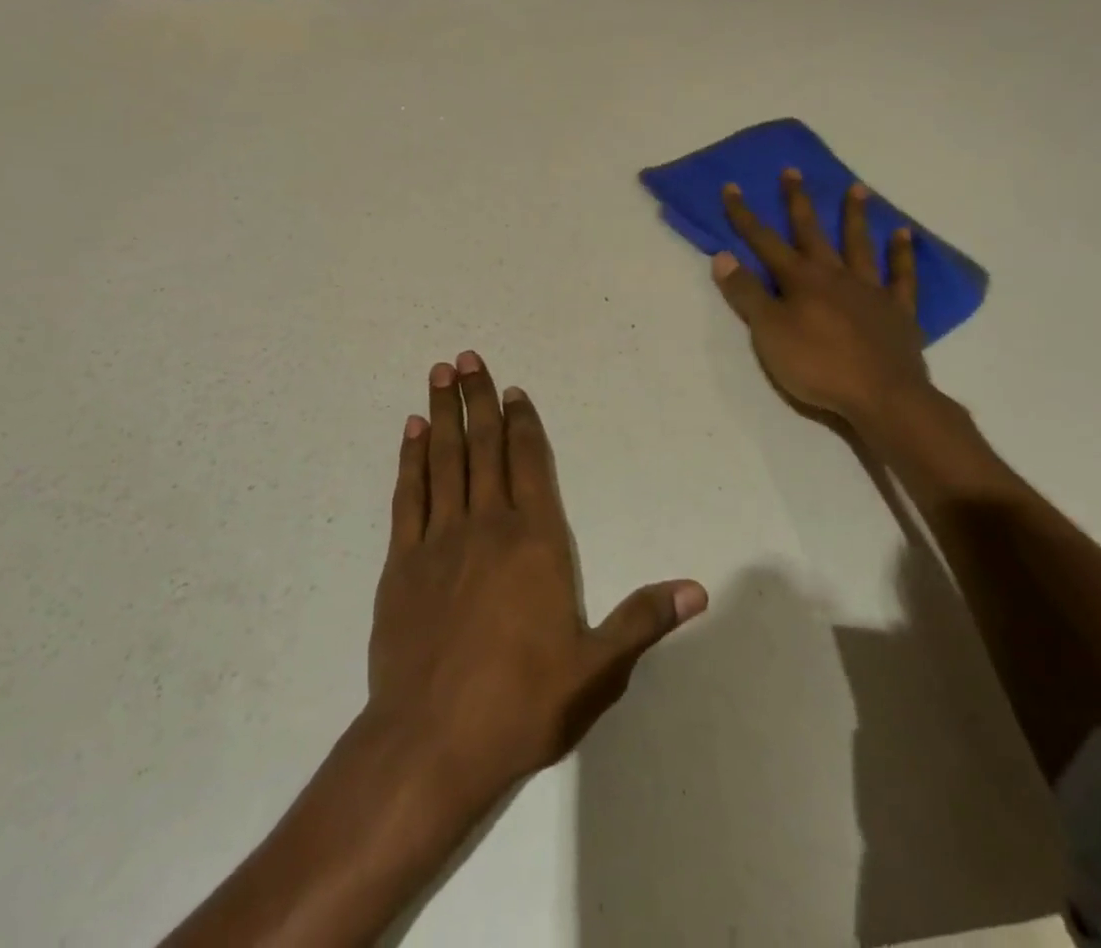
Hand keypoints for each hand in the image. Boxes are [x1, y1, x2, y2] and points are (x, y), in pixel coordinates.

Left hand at [367, 352, 706, 806]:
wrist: (431, 742)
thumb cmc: (522, 703)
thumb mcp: (596, 669)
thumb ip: (642, 621)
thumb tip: (697, 589)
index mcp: (536, 542)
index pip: (531, 463)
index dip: (523, 422)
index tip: (514, 390)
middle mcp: (487, 525)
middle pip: (484, 447)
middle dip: (478, 399)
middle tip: (467, 357)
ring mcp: (440, 539)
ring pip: (444, 459)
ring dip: (442, 414)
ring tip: (439, 374)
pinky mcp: (402, 561)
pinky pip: (409, 495)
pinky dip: (410, 459)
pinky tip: (411, 433)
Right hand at [713, 170, 933, 433]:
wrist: (882, 397)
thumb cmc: (817, 366)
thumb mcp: (768, 333)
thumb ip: (747, 294)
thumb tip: (722, 255)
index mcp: (799, 280)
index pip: (764, 241)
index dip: (744, 216)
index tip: (732, 187)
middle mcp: (834, 275)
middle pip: (812, 232)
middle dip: (798, 202)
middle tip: (793, 171)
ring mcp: (869, 290)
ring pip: (859, 245)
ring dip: (855, 216)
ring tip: (857, 188)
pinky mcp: (898, 311)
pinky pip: (902, 276)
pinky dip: (903, 254)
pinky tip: (904, 235)